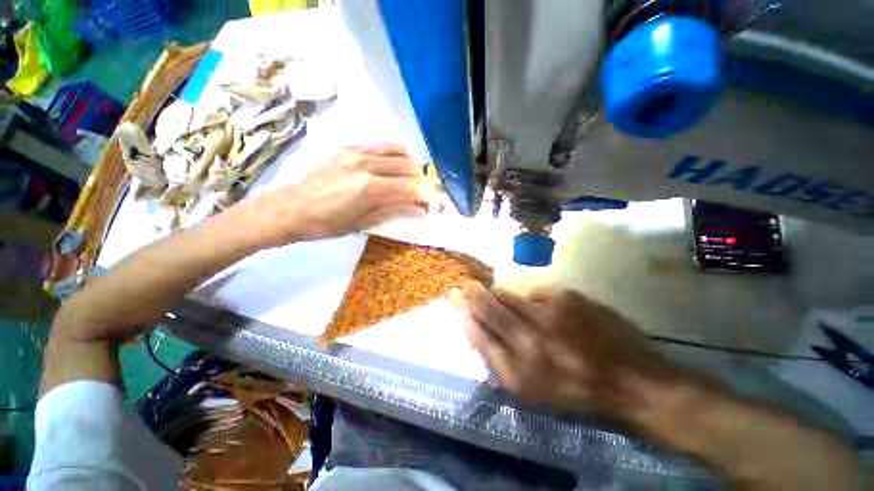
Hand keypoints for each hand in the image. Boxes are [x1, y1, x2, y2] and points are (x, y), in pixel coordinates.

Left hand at [230, 145, 431, 247]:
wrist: (289, 209)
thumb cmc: (326, 224)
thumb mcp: (363, 223)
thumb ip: (393, 211)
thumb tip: (419, 210)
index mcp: (370, 188)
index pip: (410, 188)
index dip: (427, 197)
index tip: (435, 206)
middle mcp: (367, 165)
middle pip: (408, 168)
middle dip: (422, 182)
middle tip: (423, 196)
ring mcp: (357, 153)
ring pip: (398, 152)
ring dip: (411, 166)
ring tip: (412, 180)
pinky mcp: (348, 149)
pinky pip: (380, 146)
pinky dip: (395, 155)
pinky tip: (395, 166)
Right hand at [452, 285, 671, 415]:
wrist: (629, 381)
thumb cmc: (571, 391)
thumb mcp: (525, 387)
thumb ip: (493, 355)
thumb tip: (470, 324)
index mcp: (519, 365)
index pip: (478, 327)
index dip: (463, 307)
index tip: (452, 293)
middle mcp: (532, 335)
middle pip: (491, 303)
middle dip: (476, 293)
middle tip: (468, 287)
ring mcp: (551, 312)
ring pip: (512, 295)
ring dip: (503, 296)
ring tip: (512, 304)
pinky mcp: (570, 297)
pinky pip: (538, 291)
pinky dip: (533, 298)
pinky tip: (543, 310)